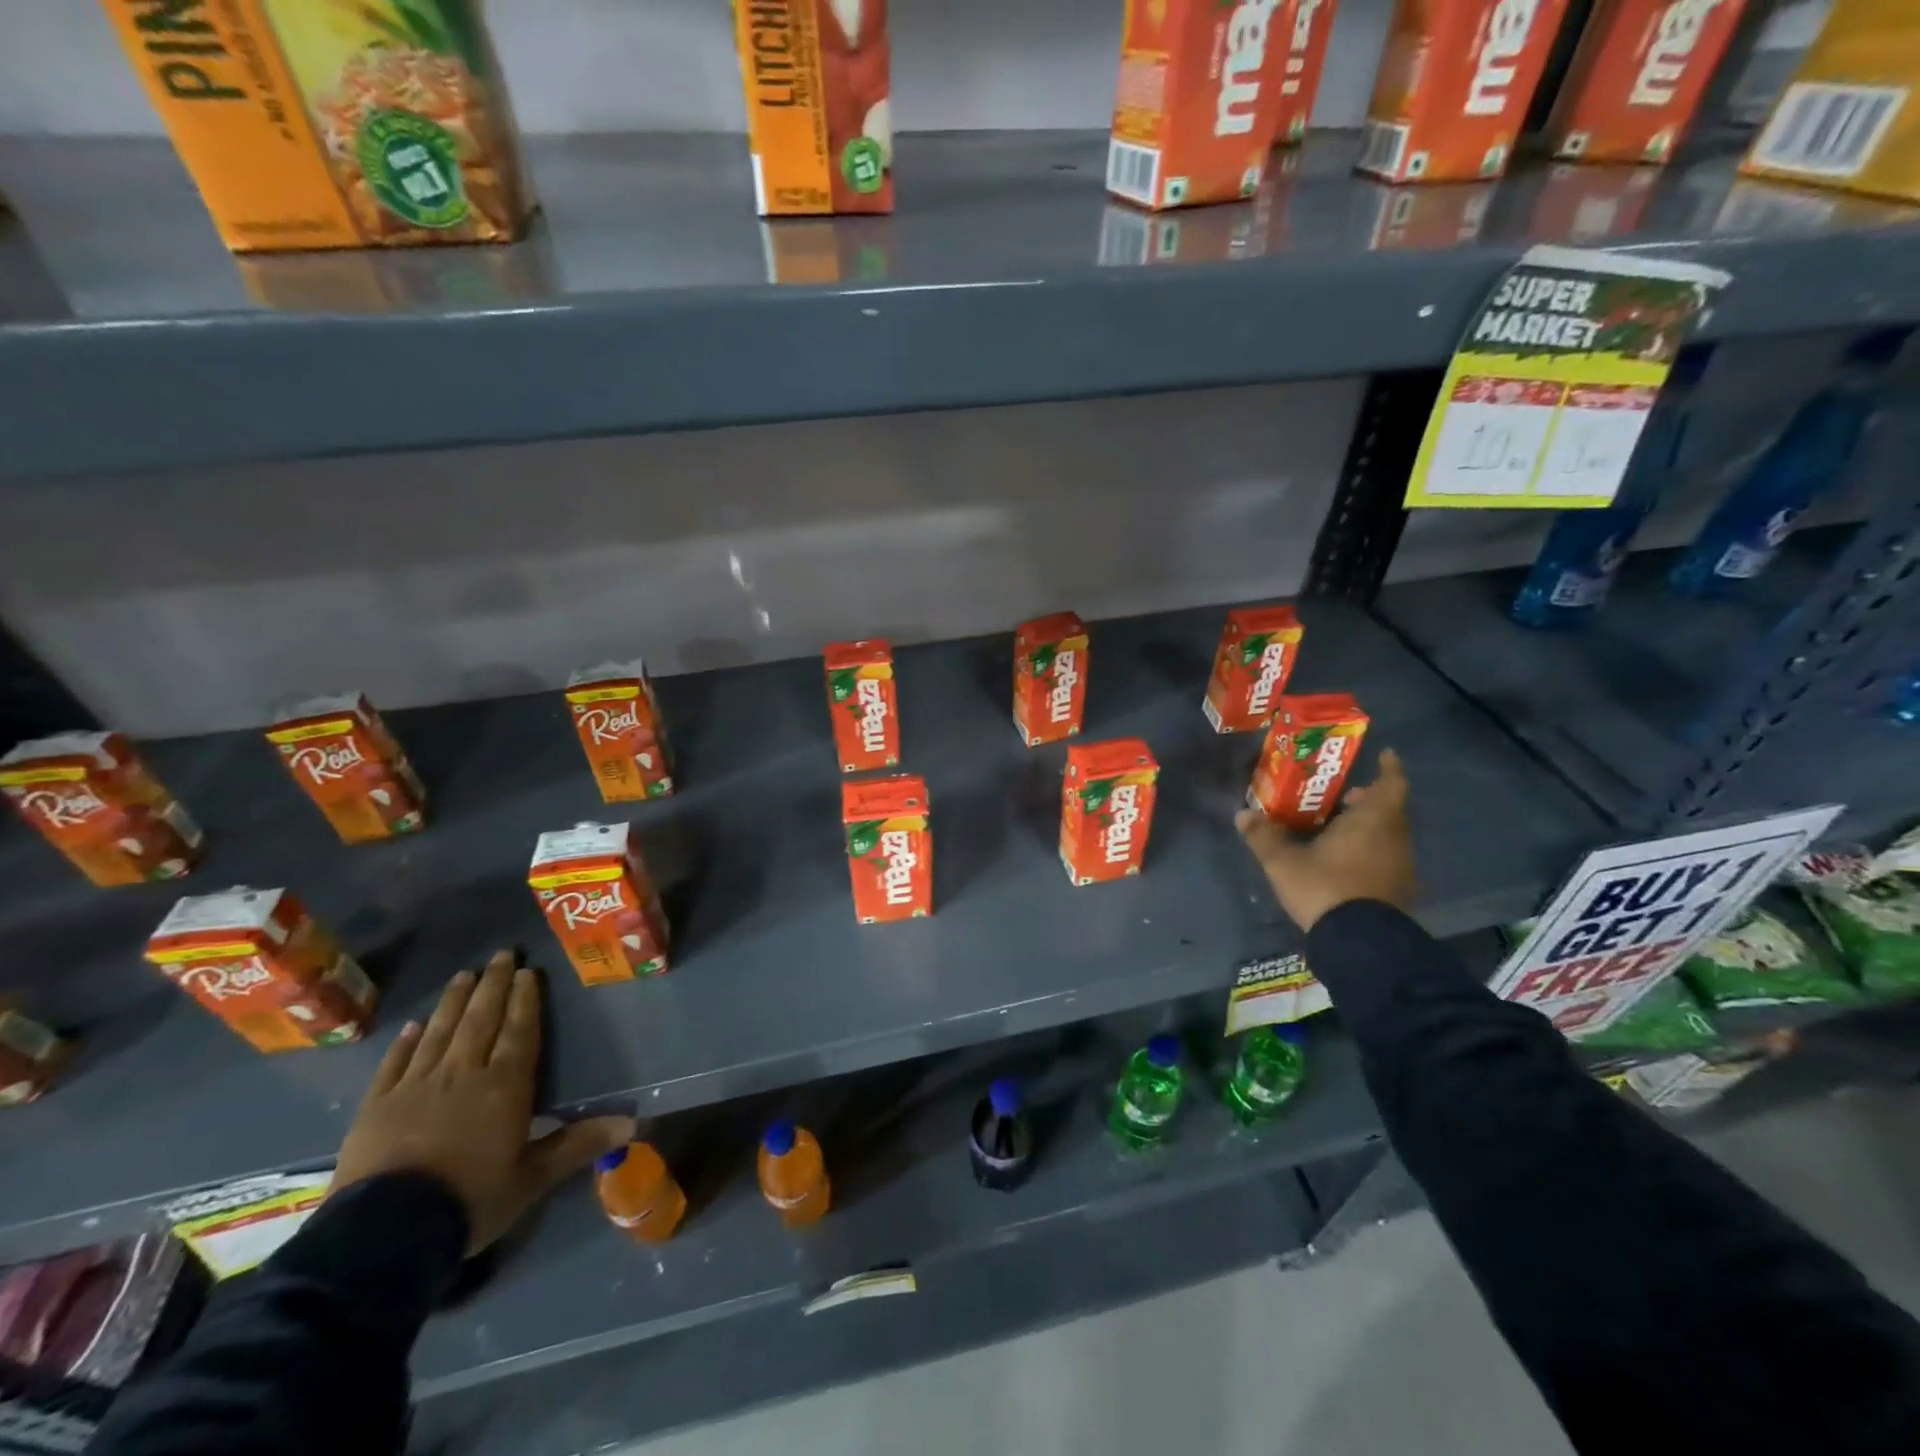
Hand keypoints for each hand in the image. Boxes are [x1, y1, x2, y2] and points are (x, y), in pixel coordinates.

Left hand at [331, 952, 634, 1254]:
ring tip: (464, 974)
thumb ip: (578, 1145)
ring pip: (440, 1031)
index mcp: (504, 1086)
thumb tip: (632, 1122)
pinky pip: (395, 1063)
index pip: (520, 1031)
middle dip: (493, 985)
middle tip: (502, 954)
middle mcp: (462, 1073)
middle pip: (481, 1019)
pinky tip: (414, 1025)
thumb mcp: (532, 1178)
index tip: (529, 971)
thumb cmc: (470, 1200)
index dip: (526, 1000)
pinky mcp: (376, 1106)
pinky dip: (406, 1041)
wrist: (384, 1235)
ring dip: (454, 1001)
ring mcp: (415, 1086)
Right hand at [1236, 748, 1416, 932]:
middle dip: (1370, 800)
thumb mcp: (1283, 862)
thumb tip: (1242, 814)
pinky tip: (1347, 862)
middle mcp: (1394, 838)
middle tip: (1345, 797)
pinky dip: (1372, 852)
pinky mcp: (1399, 892)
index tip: (1386, 755)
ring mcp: (1401, 867)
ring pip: (1389, 836)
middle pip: (1389, 810)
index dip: (1389, 769)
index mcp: (1372, 821)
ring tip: (1339, 829)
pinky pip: (1387, 859)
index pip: (1391, 785)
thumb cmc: (1325, 887)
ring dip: (1370, 827)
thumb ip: (1264, 836)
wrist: (1359, 943)